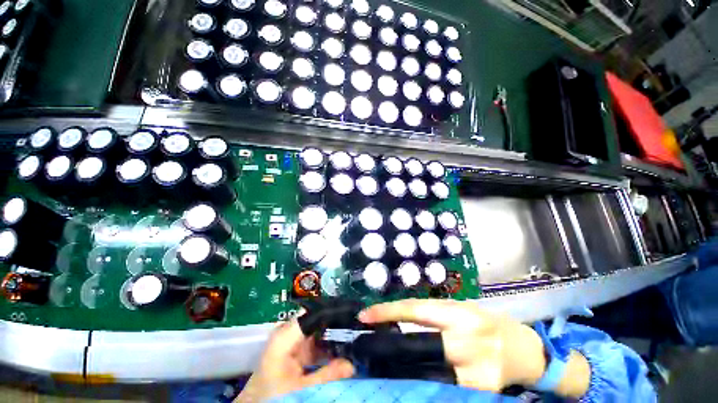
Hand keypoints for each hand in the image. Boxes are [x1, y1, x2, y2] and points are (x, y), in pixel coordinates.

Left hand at [234, 319, 354, 401]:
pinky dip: (329, 347)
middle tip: (357, 328)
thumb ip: (327, 375)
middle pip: (318, 320)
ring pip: (320, 331)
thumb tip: (353, 363)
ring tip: (355, 337)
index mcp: (286, 335)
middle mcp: (290, 333)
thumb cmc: (272, 397)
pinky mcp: (297, 351)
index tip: (352, 315)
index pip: (313, 312)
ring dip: (335, 336)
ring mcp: (294, 341)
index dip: (333, 312)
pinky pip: (317, 343)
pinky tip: (343, 351)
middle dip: (337, 324)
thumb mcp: (300, 389)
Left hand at [358, 299, 545, 392]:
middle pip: (418, 346)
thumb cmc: (483, 322)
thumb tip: (397, 320)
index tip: (364, 316)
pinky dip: (422, 385)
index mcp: (459, 313)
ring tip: (379, 365)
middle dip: (388, 349)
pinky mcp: (481, 392)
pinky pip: (443, 390)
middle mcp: (467, 340)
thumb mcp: (458, 309)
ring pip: (427, 374)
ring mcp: (477, 372)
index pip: (416, 310)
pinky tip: (408, 381)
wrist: (521, 349)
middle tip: (364, 347)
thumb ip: (431, 315)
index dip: (388, 313)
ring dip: (400, 370)